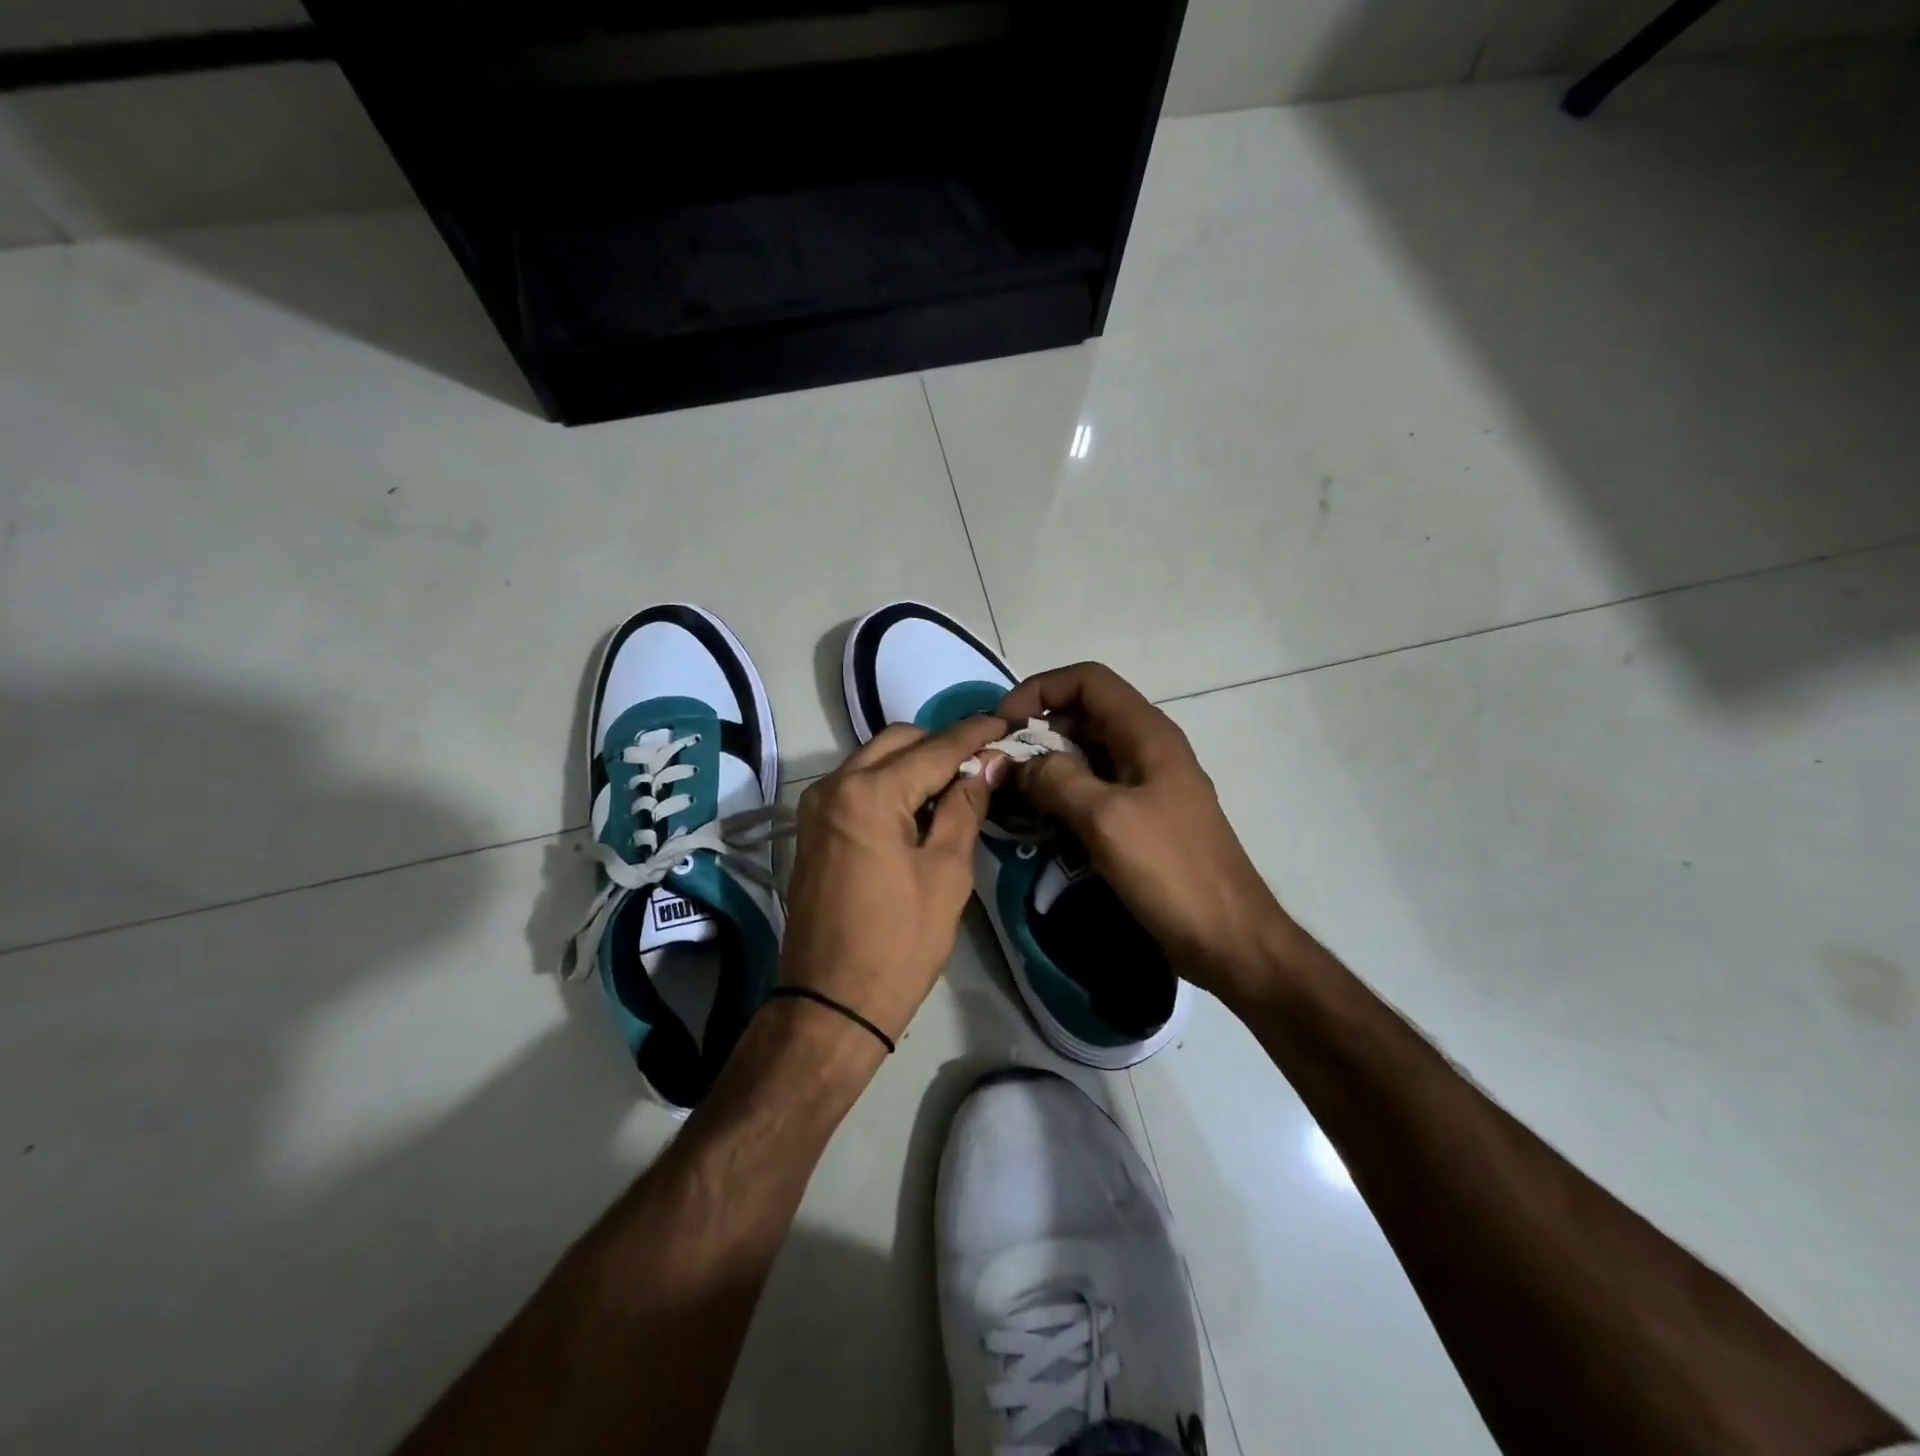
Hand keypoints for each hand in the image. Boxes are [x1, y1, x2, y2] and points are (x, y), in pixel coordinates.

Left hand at [781, 717, 1010, 1043]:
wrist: (831, 1003)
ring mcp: (817, 806)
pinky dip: (891, 783)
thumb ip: (965, 807)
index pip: (934, 748)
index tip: (1005, 723)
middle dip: (941, 744)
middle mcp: (834, 785)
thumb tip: (988, 764)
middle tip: (983, 762)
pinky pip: (858, 785)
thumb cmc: (899, 943)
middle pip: (898, 741)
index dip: (974, 735)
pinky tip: (921, 805)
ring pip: (874, 759)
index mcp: (869, 793)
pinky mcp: (813, 827)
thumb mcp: (946, 873)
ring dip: (915, 762)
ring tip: (958, 783)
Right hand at [997, 663, 1290, 1002]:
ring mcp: (1146, 784)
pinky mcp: (1141, 817)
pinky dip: (1063, 795)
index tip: (1004, 724)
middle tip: (1000, 764)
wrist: (1227, 937)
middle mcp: (1146, 748)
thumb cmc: (1170, 870)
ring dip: (1047, 765)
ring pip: (1086, 754)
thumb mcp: (1106, 819)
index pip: (1088, 680)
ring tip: (1010, 793)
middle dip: (1037, 730)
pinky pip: (1094, 790)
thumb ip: (1057, 780)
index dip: (1040, 689)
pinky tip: (1038, 820)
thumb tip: (1019, 764)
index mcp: (1146, 733)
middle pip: (1083, 715)